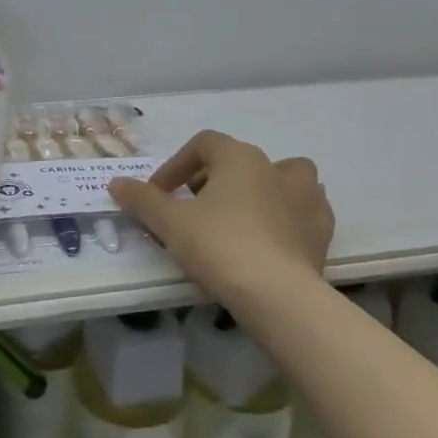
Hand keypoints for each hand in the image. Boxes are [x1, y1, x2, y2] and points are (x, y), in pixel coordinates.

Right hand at [109, 130, 332, 304]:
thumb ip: (142, 199)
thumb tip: (115, 183)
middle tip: (193, 211)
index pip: (203, 144)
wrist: (277, 293)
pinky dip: (286, 217)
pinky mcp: (321, 230)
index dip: (177, 165)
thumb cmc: (219, 246)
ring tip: (238, 218)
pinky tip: (270, 239)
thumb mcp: (169, 223)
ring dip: (259, 190)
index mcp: (240, 157)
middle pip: (240, 161)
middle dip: (213, 180)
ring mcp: (307, 198)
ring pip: (283, 179)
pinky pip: (302, 211)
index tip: (160, 194)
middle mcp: (277, 167)